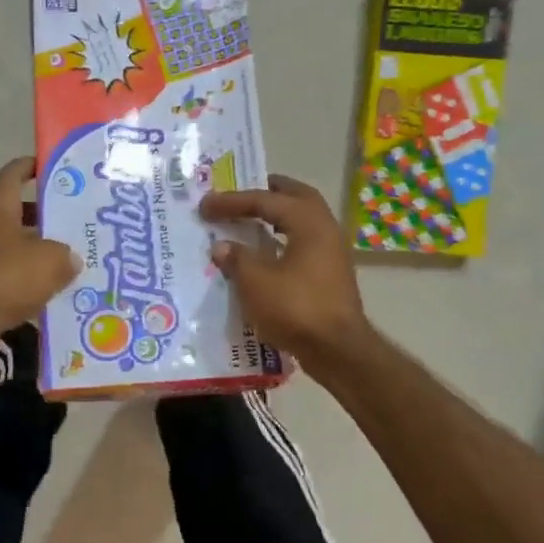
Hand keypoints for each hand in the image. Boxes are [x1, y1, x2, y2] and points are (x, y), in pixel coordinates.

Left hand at [0, 157, 78, 346]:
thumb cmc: (7, 276)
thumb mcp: (51, 260)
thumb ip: (66, 254)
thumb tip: (71, 258)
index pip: (13, 173)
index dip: (33, 166)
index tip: (57, 168)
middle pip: (15, 210)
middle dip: (44, 213)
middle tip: (74, 217)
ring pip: (13, 243)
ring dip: (37, 247)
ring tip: (70, 254)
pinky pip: (8, 271)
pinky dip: (27, 275)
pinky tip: (52, 286)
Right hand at [200, 175, 370, 368]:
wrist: (337, 350)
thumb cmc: (296, 309)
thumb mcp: (256, 283)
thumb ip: (237, 259)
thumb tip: (221, 247)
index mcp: (308, 222)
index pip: (266, 199)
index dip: (233, 201)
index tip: (206, 205)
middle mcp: (325, 229)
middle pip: (296, 197)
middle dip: (269, 192)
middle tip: (243, 192)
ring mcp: (332, 252)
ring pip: (303, 220)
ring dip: (279, 215)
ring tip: (252, 218)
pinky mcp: (330, 274)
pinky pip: (305, 242)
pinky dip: (284, 238)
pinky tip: (266, 252)